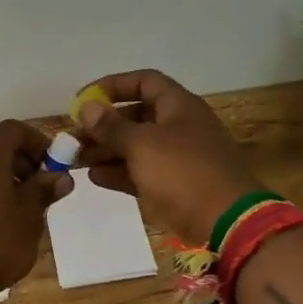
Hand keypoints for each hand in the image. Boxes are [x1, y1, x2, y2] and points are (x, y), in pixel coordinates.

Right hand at [74, 69, 265, 246]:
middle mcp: (180, 126)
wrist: (227, 222)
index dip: (112, 86)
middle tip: (74, 137)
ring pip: (136, 146)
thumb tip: (87, 107)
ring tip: (76, 160)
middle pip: (136, 116)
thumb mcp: (141, 144)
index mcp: (179, 106)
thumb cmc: (183, 172)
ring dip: (106, 150)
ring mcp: (179, 158)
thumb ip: (111, 126)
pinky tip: (94, 177)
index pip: (144, 81)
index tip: (84, 100)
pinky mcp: (176, 186)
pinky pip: (142, 172)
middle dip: (103, 125)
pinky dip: (120, 172)